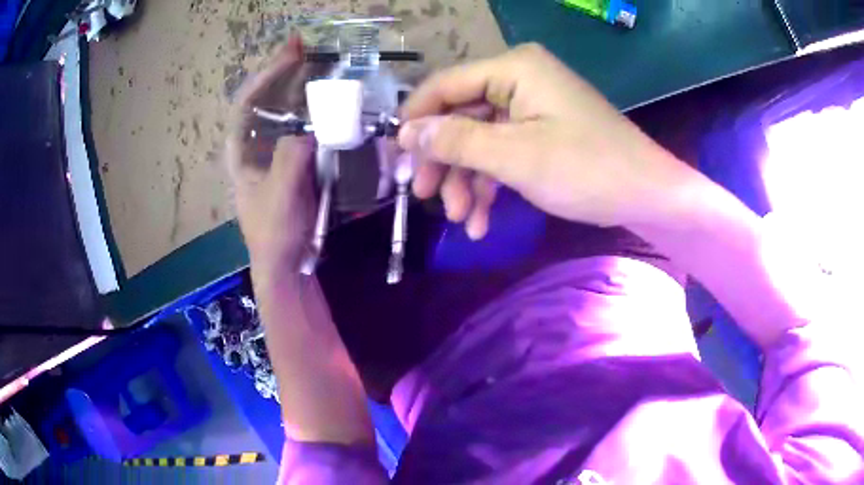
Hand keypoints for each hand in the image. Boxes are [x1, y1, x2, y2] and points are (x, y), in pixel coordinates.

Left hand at [226, 37, 315, 280]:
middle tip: (304, 49)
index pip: (248, 103)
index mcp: (241, 153)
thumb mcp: (280, 194)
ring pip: (281, 114)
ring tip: (317, 68)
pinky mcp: (290, 165)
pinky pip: (300, 130)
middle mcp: (254, 148)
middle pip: (265, 101)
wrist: (285, 264)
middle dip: (282, 74)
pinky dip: (312, 113)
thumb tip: (310, 130)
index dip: (268, 74)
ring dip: (298, 89)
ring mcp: (272, 155)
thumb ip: (291, 157)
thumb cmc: (275, 232)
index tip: (291, 53)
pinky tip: (326, 104)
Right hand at [399, 43, 696, 237]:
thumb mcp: (515, 156)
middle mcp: (519, 78)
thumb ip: (455, 140)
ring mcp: (532, 106)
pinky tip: (482, 221)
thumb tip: (405, 133)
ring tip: (462, 221)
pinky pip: (505, 151)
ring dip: (467, 181)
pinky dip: (491, 184)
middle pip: (461, 115)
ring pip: (481, 139)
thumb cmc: (587, 169)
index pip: (445, 85)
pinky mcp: (543, 131)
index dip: (416, 121)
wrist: (648, 194)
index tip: (397, 160)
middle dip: (444, 161)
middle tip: (425, 197)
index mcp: (513, 68)